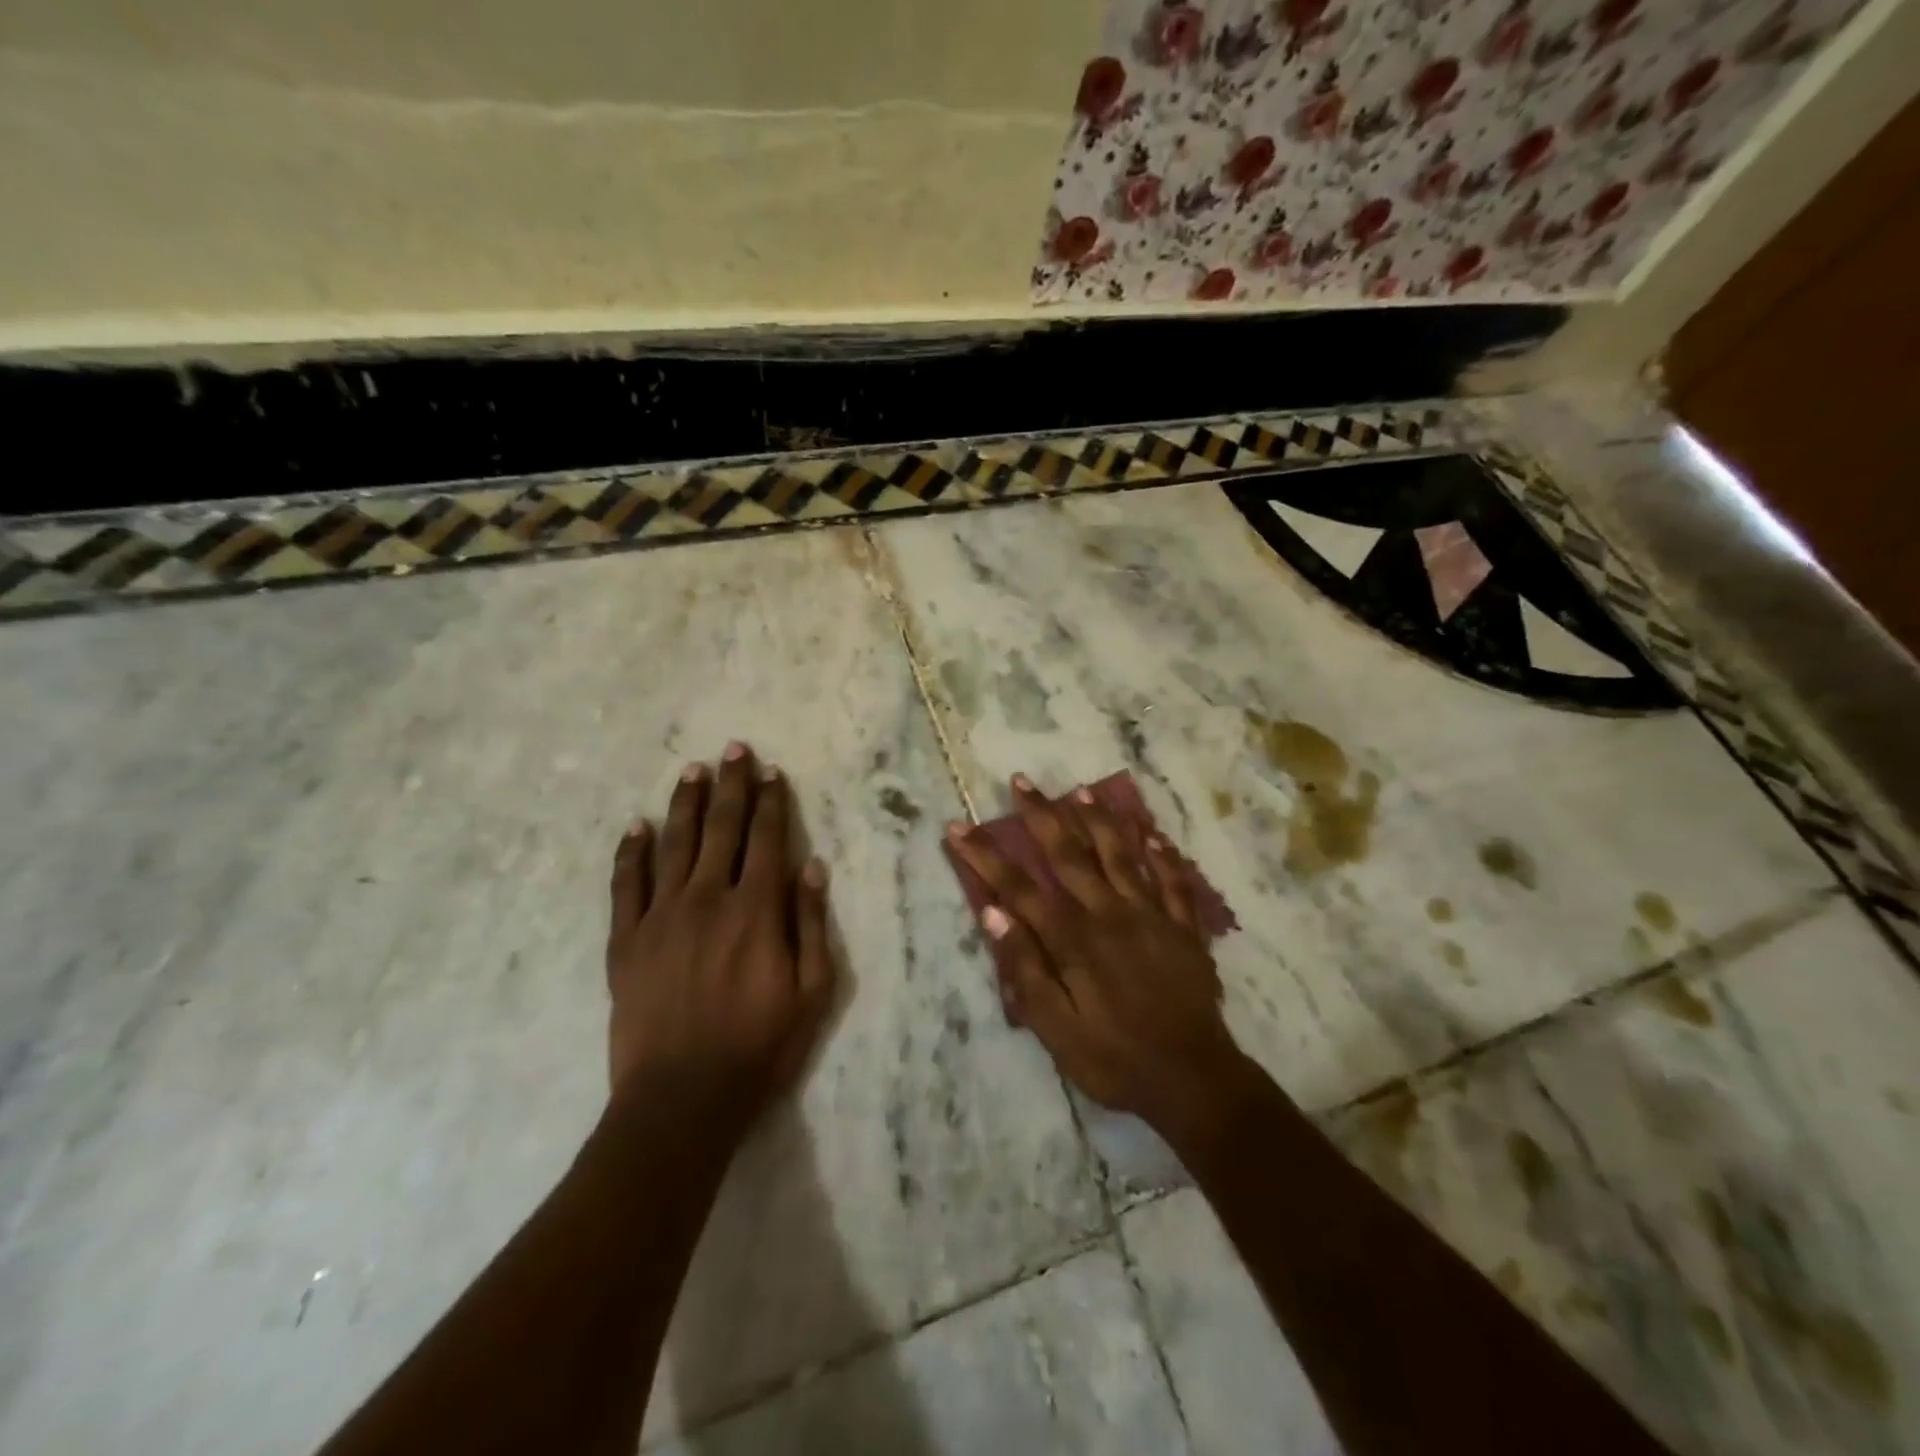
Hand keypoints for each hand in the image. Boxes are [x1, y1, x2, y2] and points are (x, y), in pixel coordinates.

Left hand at [606, 742, 835, 1135]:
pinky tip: (635, 827)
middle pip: (722, 828)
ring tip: (692, 770)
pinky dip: (630, 852)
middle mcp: (708, 898)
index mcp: (756, 909)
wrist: (681, 1100)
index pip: (767, 838)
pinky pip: (626, 885)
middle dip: (731, 785)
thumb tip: (811, 865)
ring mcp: (661, 916)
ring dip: (685, 803)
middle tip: (733, 749)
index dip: (771, 801)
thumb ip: (811, 924)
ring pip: (674, 844)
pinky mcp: (625, 941)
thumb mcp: (812, 992)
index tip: (770, 771)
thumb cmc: (759, 1047)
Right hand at [946, 774, 1254, 1147]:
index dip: (986, 856)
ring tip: (1081, 792)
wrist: (1193, 1080)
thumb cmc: (1115, 1059)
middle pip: (1070, 855)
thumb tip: (993, 914)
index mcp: (1074, 939)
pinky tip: (1153, 834)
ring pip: (1121, 855)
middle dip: (1041, 816)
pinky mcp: (1183, 928)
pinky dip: (1162, 856)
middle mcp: (1110, 914)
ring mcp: (1151, 916)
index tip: (960, 827)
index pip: (1020, 887)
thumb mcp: (1057, 1030)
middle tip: (1021, 782)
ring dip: (1099, 820)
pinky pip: (1173, 882)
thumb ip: (1026, 970)